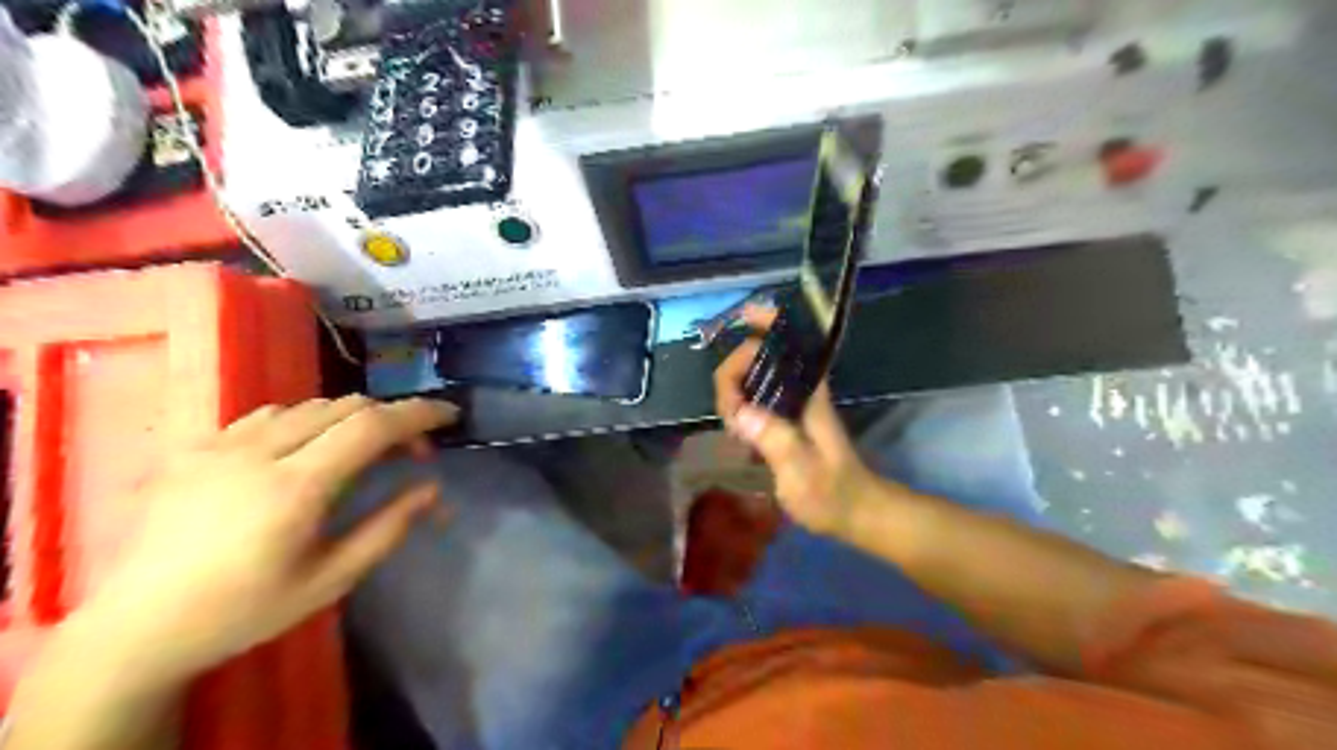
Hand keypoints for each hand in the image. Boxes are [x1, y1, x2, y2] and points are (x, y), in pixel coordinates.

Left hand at [84, 397, 458, 684]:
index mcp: (295, 488)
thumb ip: (387, 528)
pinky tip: (303, 450)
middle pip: (345, 407)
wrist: (136, 627)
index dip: (418, 413)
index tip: (450, 416)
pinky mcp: (194, 447)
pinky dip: (305, 421)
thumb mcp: (331, 580)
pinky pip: (267, 414)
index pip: (372, 426)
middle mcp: (259, 452)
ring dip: (350, 419)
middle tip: (410, 453)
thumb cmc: (245, 610)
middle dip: (390, 419)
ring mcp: (220, 445)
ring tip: (360, 452)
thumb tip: (432, 488)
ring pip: (308, 405)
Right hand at [716, 306, 885, 538]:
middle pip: (758, 358)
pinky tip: (737, 431)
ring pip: (753, 378)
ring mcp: (792, 405)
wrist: (855, 512)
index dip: (766, 323)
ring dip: (733, 392)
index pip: (786, 344)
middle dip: (733, 374)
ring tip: (734, 431)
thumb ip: (774, 439)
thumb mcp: (801, 472)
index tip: (740, 318)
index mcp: (807, 394)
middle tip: (730, 415)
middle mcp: (799, 391)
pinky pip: (756, 398)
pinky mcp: (786, 421)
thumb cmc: (832, 493)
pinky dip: (739, 404)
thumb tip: (740, 411)